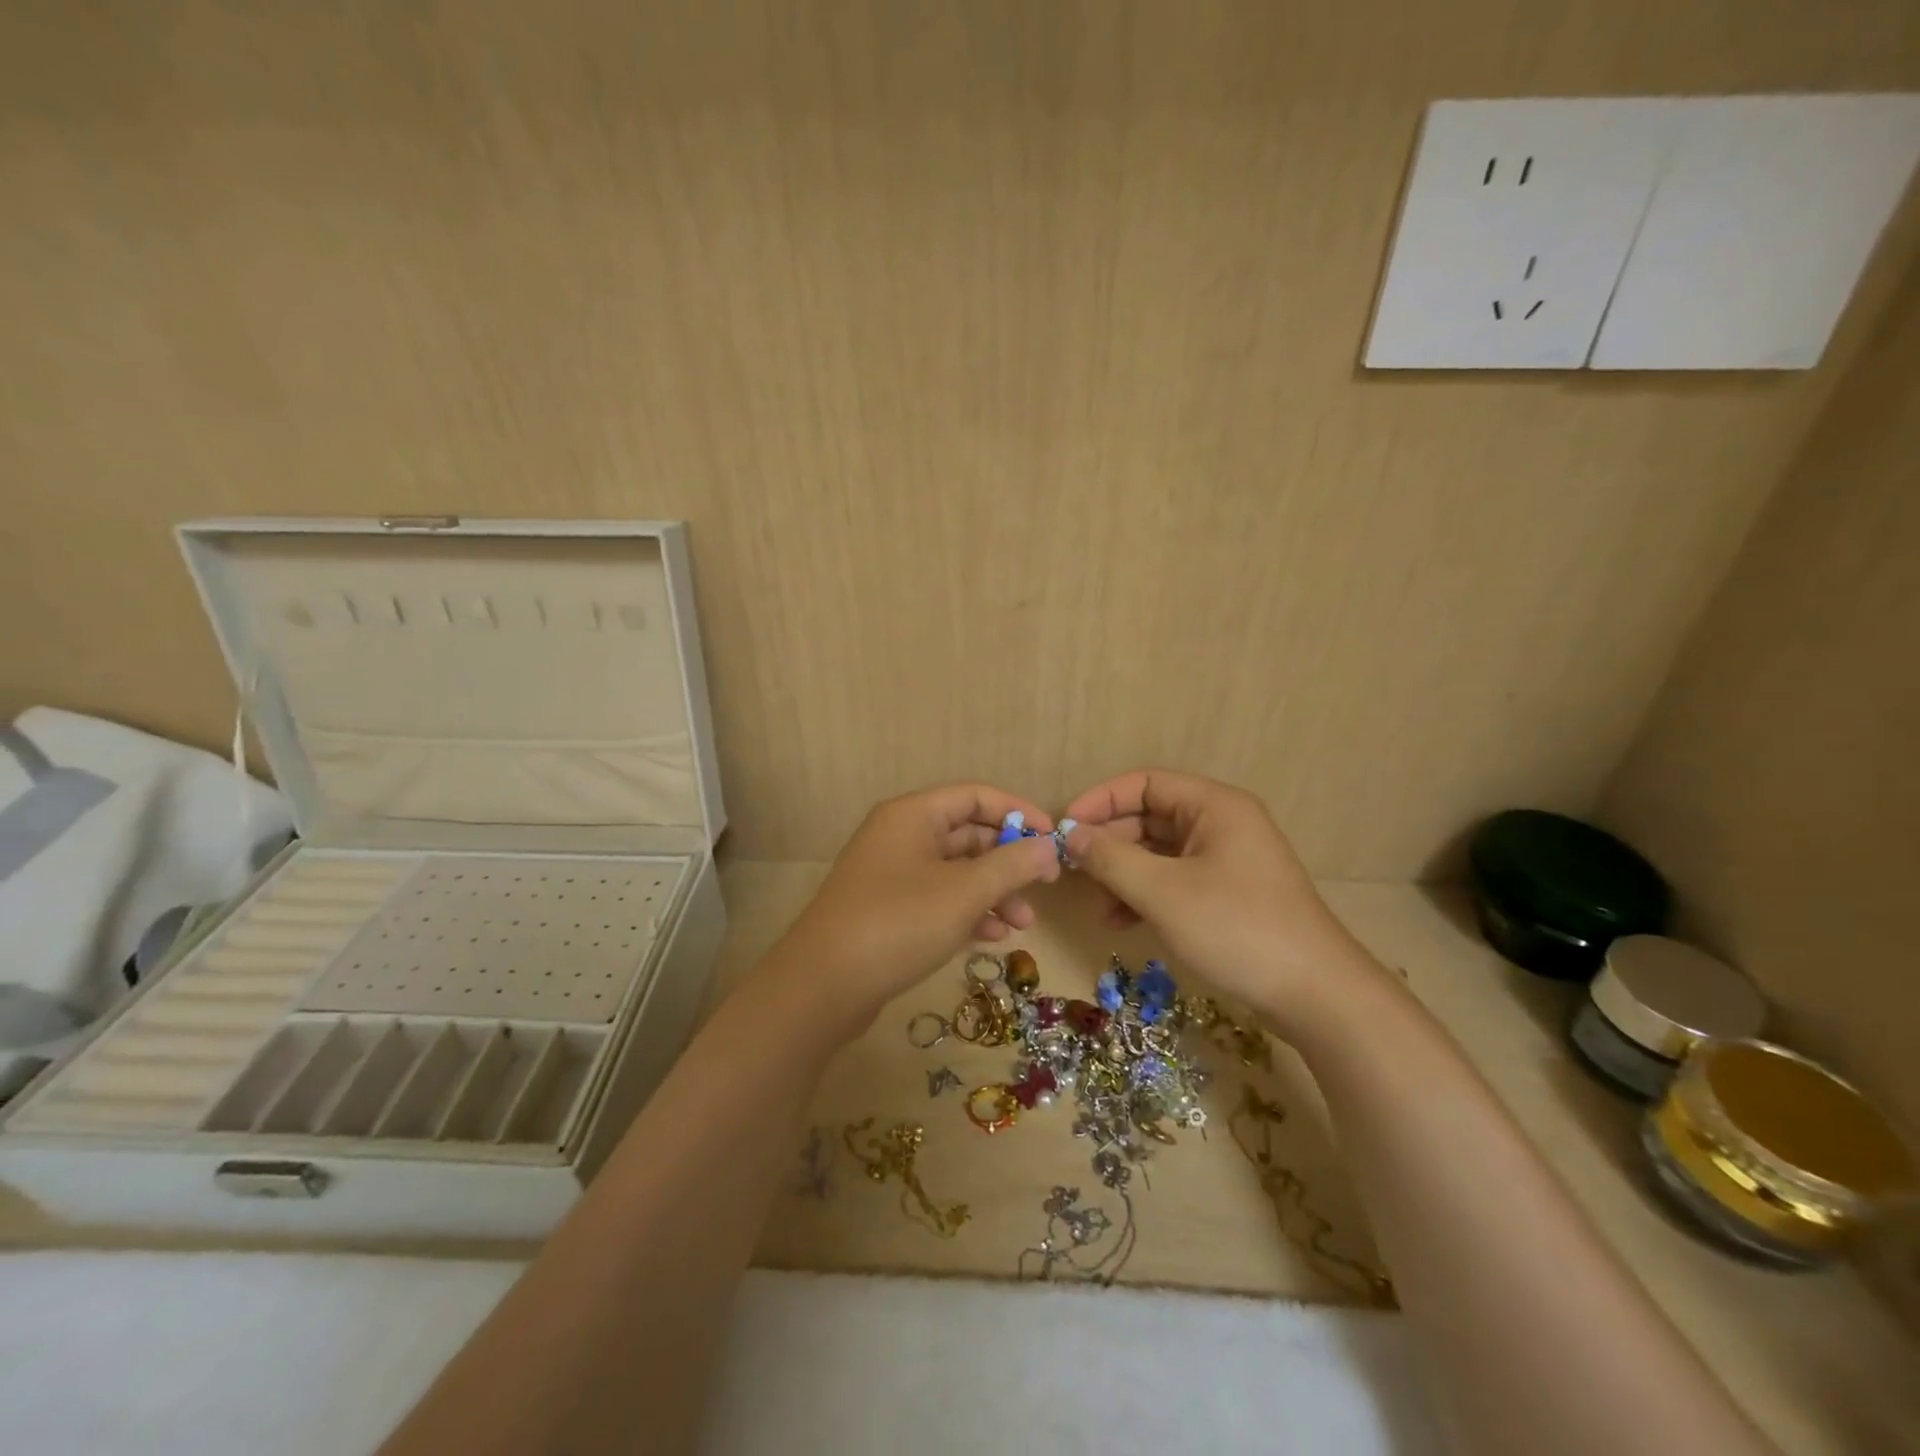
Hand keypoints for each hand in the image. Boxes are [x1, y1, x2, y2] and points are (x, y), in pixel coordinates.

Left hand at [768, 784, 1063, 1034]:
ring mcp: (891, 874)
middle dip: (1008, 861)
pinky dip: (967, 912)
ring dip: (992, 892)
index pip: (975, 796)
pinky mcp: (888, 909)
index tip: (1053, 838)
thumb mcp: (964, 892)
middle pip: (967, 834)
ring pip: (955, 871)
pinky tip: (991, 937)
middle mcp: (900, 835)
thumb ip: (1012, 865)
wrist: (823, 985)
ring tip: (1022, 924)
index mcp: (913, 815)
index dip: (1018, 812)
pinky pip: (938, 899)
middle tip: (1044, 887)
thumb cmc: (899, 923)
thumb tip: (1050, 846)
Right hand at [1063, 769, 1384, 1033]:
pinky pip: (1173, 881)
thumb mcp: (1163, 892)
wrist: (1316, 996)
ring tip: (1096, 905)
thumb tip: (1070, 835)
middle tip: (1072, 870)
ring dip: (1122, 874)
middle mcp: (1221, 824)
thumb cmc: (1236, 929)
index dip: (1101, 800)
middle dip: (1109, 843)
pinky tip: (1120, 923)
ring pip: (1158, 853)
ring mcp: (1226, 861)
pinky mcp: (1227, 895)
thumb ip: (1110, 859)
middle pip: (1149, 817)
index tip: (1065, 827)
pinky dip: (1144, 895)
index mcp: (1214, 806)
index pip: (1145, 783)